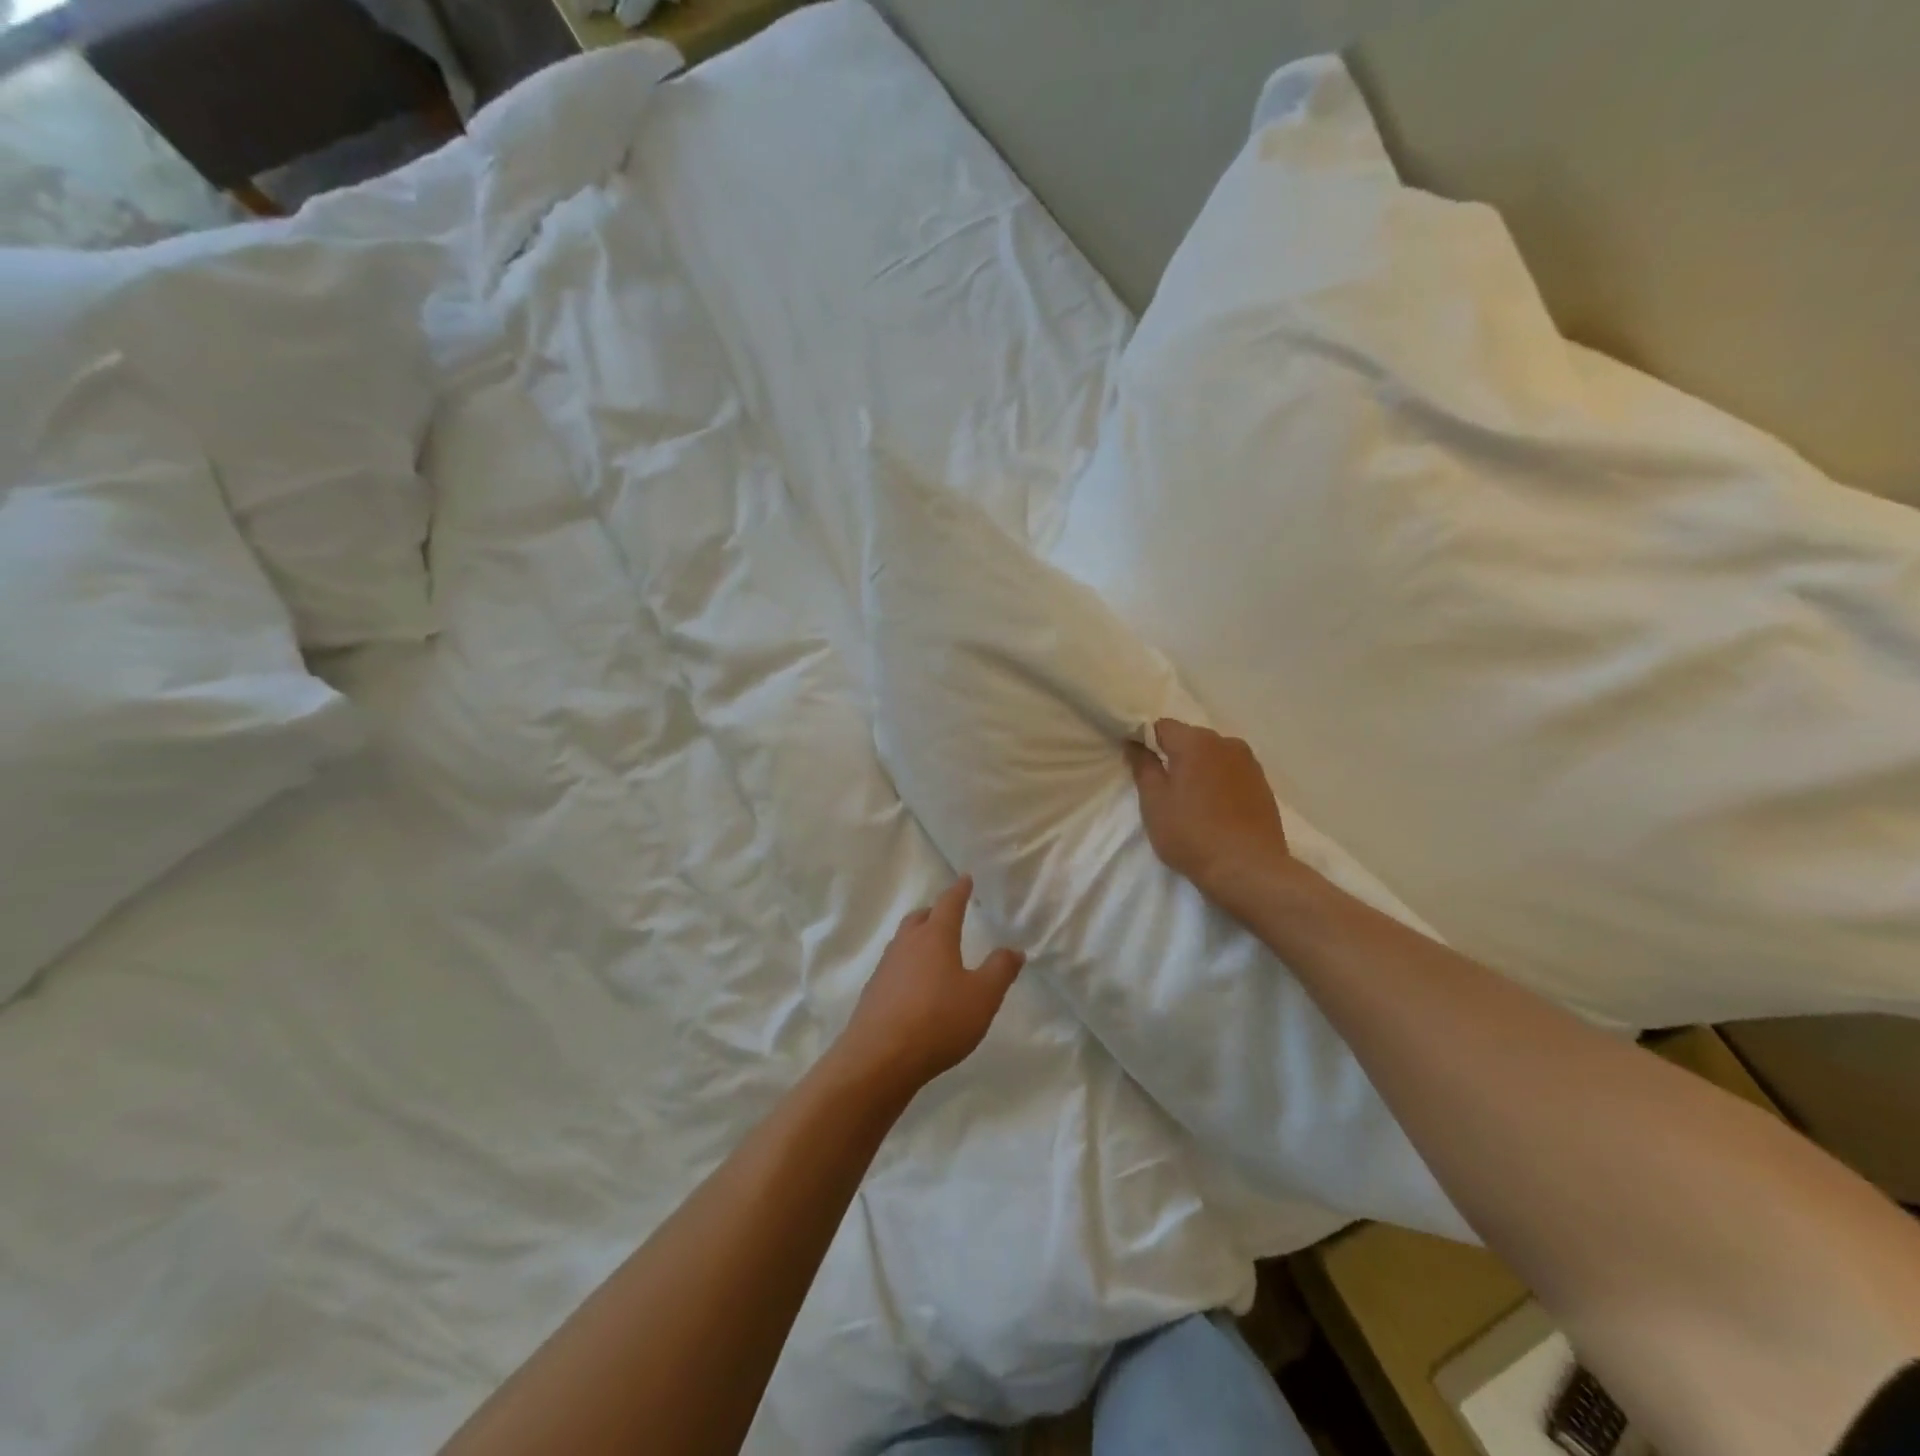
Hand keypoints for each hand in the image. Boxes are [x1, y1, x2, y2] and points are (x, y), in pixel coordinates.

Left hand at [833, 876, 1025, 1099]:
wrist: (880, 1058)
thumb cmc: (938, 1020)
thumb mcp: (982, 997)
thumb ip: (1000, 970)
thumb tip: (1014, 949)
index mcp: (935, 937)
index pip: (948, 904)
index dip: (959, 891)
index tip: (964, 879)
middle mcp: (907, 944)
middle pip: (920, 918)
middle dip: (934, 913)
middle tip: (947, 916)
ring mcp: (885, 968)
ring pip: (904, 942)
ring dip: (918, 940)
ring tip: (933, 952)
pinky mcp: (873, 993)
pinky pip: (894, 968)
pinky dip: (907, 967)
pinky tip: (915, 988)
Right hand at [1125, 720, 1293, 918]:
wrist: (1248, 869)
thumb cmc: (1192, 834)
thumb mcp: (1154, 802)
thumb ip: (1143, 767)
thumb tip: (1135, 743)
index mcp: (1196, 742)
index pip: (1162, 727)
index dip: (1147, 742)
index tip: (1140, 766)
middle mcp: (1226, 743)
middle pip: (1190, 739)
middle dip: (1175, 756)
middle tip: (1164, 789)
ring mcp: (1249, 763)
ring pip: (1213, 756)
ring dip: (1200, 770)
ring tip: (1192, 802)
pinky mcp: (1263, 785)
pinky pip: (1232, 773)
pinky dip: (1219, 783)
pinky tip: (1215, 810)